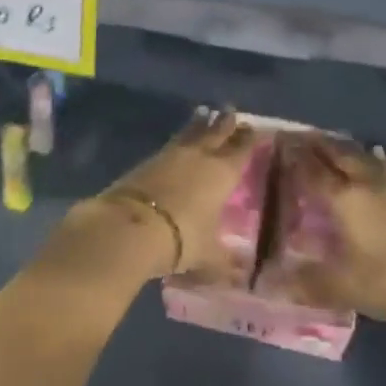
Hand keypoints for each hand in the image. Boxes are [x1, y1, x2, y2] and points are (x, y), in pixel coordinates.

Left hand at [94, 107, 256, 279]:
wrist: (130, 227)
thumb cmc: (180, 239)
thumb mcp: (207, 255)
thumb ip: (224, 260)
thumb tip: (240, 274)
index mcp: (222, 173)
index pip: (241, 149)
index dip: (249, 139)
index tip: (256, 128)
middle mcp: (199, 156)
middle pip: (216, 132)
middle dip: (225, 122)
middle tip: (231, 111)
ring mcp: (170, 155)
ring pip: (190, 132)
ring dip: (200, 123)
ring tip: (205, 114)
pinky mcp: (146, 160)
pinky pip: (170, 144)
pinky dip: (179, 139)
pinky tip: (178, 142)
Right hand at [285, 136, 385, 328]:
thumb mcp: (344, 288)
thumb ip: (306, 283)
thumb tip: (271, 284)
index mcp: (345, 199)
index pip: (312, 169)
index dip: (293, 155)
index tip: (277, 141)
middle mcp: (366, 183)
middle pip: (337, 152)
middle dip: (315, 142)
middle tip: (296, 137)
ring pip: (360, 154)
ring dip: (340, 146)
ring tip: (324, 144)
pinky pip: (379, 165)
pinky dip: (366, 157)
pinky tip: (370, 157)